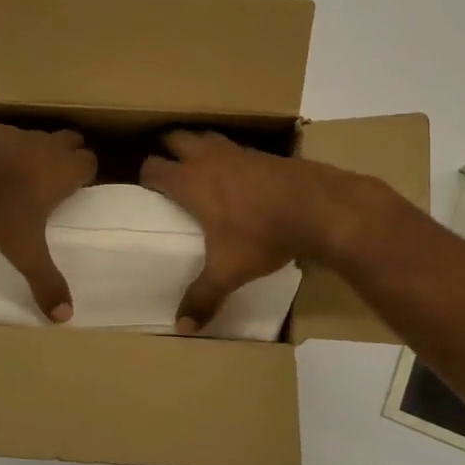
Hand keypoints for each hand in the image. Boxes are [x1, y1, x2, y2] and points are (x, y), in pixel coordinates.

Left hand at [0, 117, 96, 321]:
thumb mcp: (23, 250)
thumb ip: (44, 281)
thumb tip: (65, 317)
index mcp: (63, 170)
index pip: (90, 162)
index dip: (87, 173)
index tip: (78, 189)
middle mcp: (45, 146)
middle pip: (70, 140)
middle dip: (69, 155)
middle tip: (58, 179)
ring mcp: (15, 133)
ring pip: (37, 136)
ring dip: (36, 151)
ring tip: (22, 176)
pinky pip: (3, 135)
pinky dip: (3, 148)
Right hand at [140, 130, 366, 333]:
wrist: (318, 208)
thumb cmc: (262, 236)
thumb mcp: (229, 272)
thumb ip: (203, 297)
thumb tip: (182, 328)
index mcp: (190, 182)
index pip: (154, 167)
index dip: (146, 177)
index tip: (148, 191)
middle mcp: (209, 159)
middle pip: (176, 138)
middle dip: (169, 151)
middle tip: (171, 172)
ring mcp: (238, 151)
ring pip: (206, 136)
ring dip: (198, 147)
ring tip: (200, 168)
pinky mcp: (263, 153)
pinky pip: (235, 147)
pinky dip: (229, 156)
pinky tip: (238, 177)